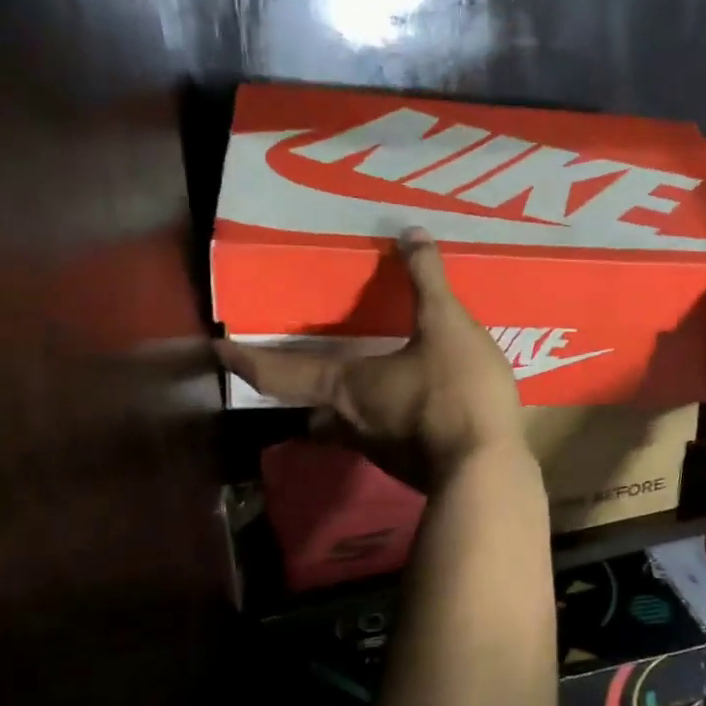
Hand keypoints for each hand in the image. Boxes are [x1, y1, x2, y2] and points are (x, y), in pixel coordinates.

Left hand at [215, 228, 524, 480]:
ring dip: (348, 405)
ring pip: (348, 428)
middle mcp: (351, 423)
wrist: (487, 472)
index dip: (245, 361)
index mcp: (346, 386)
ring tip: (371, 378)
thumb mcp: (447, 326)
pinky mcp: (410, 467)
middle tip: (312, 367)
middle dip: (305, 390)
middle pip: (311, 409)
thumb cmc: (454, 393)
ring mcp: (380, 452)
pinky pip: (386, 438)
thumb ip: (427, 280)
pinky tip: (416, 404)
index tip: (219, 350)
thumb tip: (410, 234)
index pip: (278, 374)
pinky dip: (390, 420)